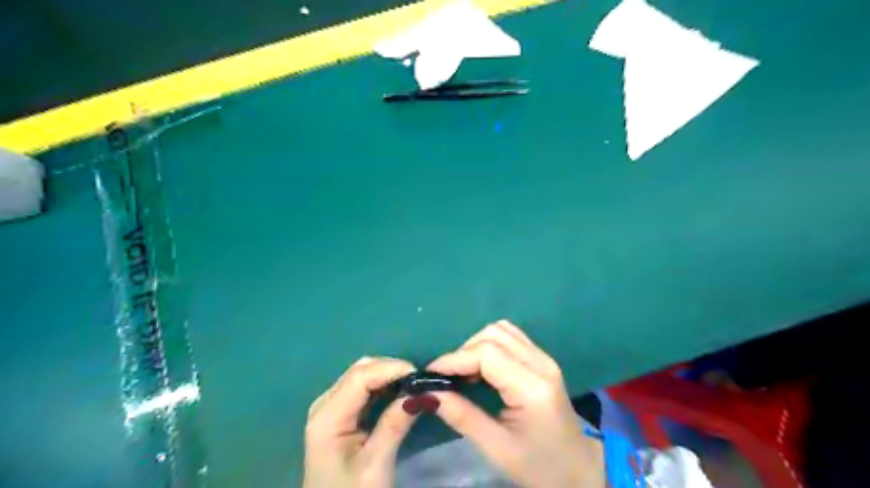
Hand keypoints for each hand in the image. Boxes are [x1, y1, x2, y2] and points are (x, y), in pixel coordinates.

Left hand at [304, 355, 416, 487]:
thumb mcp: (375, 464)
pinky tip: (398, 391)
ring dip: (387, 375)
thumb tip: (420, 393)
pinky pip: (361, 388)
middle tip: (418, 380)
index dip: (390, 368)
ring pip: (361, 375)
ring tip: (412, 384)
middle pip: (359, 370)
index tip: (419, 374)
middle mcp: (325, 404)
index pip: (360, 376)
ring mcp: (330, 407)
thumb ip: (395, 425)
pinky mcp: (338, 414)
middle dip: (390, 369)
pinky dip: (381, 385)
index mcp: (328, 416)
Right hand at [428, 320, 605, 486]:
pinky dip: (490, 345)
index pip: (486, 354)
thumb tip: (427, 393)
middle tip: (449, 378)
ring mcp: (545, 359)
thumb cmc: (539, 466)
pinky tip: (483, 369)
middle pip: (494, 335)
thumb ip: (461, 416)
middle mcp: (541, 364)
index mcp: (532, 387)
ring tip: (466, 373)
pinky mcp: (543, 361)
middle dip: (465, 351)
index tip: (431, 373)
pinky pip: (511, 338)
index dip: (455, 359)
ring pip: (502, 331)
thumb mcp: (496, 447)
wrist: (579, 473)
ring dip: (477, 345)